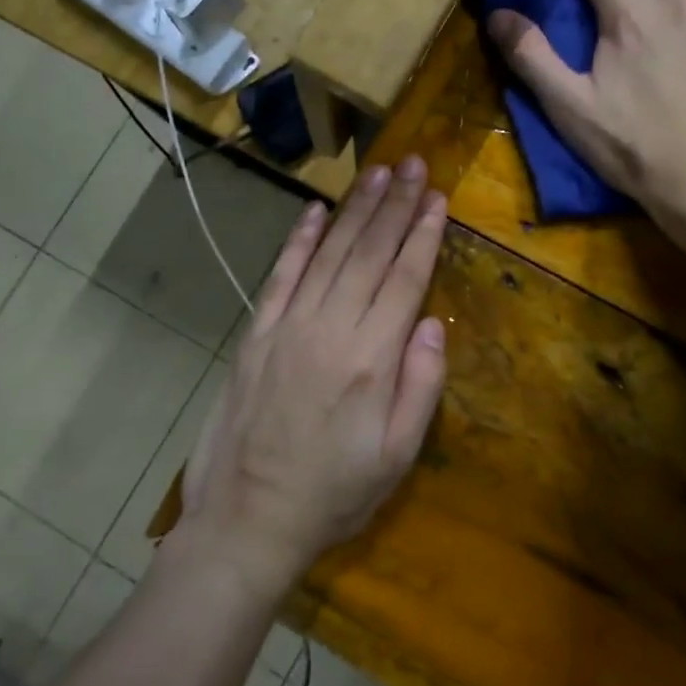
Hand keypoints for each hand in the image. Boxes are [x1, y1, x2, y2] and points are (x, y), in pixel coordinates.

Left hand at [175, 157, 448, 597]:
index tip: (438, 198)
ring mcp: (287, 326)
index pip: (404, 279)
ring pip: (328, 253)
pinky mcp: (256, 334)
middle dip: (395, 205)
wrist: (247, 521)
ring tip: (379, 173)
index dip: (423, 235)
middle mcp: (329, 329)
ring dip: (356, 210)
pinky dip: (299, 239)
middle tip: (414, 164)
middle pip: (368, 253)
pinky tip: (316, 210)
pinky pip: (281, 274)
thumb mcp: (397, 457)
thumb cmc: (334, 494)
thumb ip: (421, 386)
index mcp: (370, 359)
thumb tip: (432, 323)